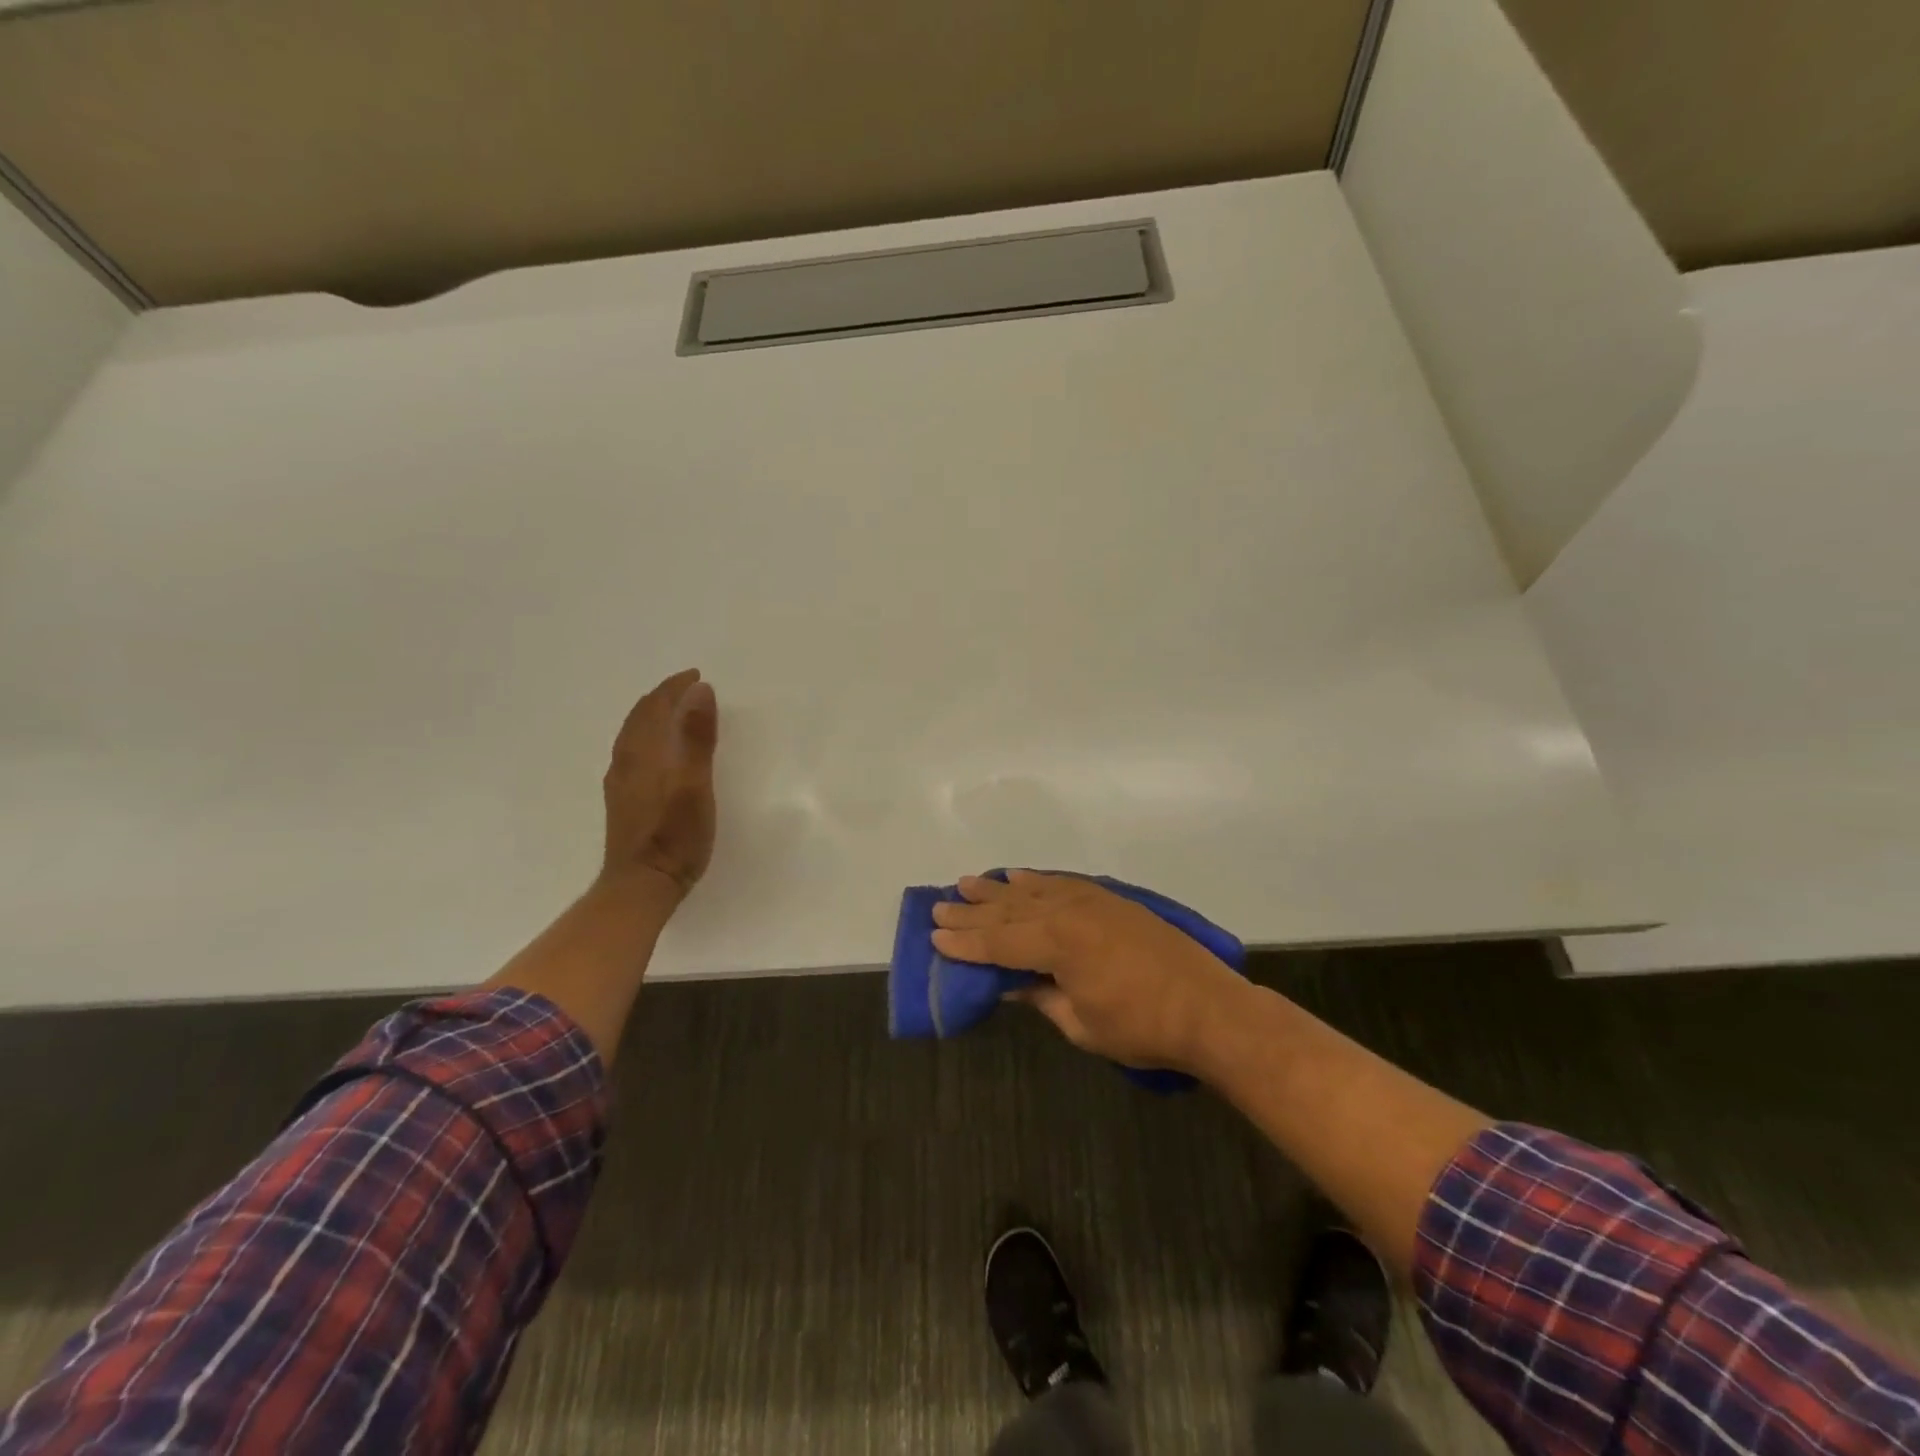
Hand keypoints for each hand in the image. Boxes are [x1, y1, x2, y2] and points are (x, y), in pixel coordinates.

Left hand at [599, 668, 718, 904]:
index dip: (675, 687)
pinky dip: (648, 736)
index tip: (696, 676)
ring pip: (633, 734)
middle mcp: (626, 761)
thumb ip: (697, 737)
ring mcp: (621, 782)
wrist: (641, 885)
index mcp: (644, 752)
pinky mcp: (622, 800)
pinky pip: (632, 752)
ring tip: (674, 712)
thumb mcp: (696, 785)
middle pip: (641, 717)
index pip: (656, 706)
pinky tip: (657, 751)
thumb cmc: (675, 836)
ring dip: (653, 716)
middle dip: (663, 697)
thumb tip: (699, 690)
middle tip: (687, 688)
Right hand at [930, 871, 1247, 1072]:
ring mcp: (1092, 901)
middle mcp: (1069, 912)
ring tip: (968, 883)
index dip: (965, 943)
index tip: (933, 937)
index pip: (999, 942)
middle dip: (973, 912)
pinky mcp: (1111, 900)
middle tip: (940, 905)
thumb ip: (1042, 997)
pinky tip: (1020, 877)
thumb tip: (1014, 984)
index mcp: (1058, 944)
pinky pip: (1062, 883)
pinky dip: (1037, 880)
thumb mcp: (1081, 1024)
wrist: (1208, 1008)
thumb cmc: (1142, 1028)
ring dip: (998, 889)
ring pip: (1033, 891)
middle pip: (1010, 910)